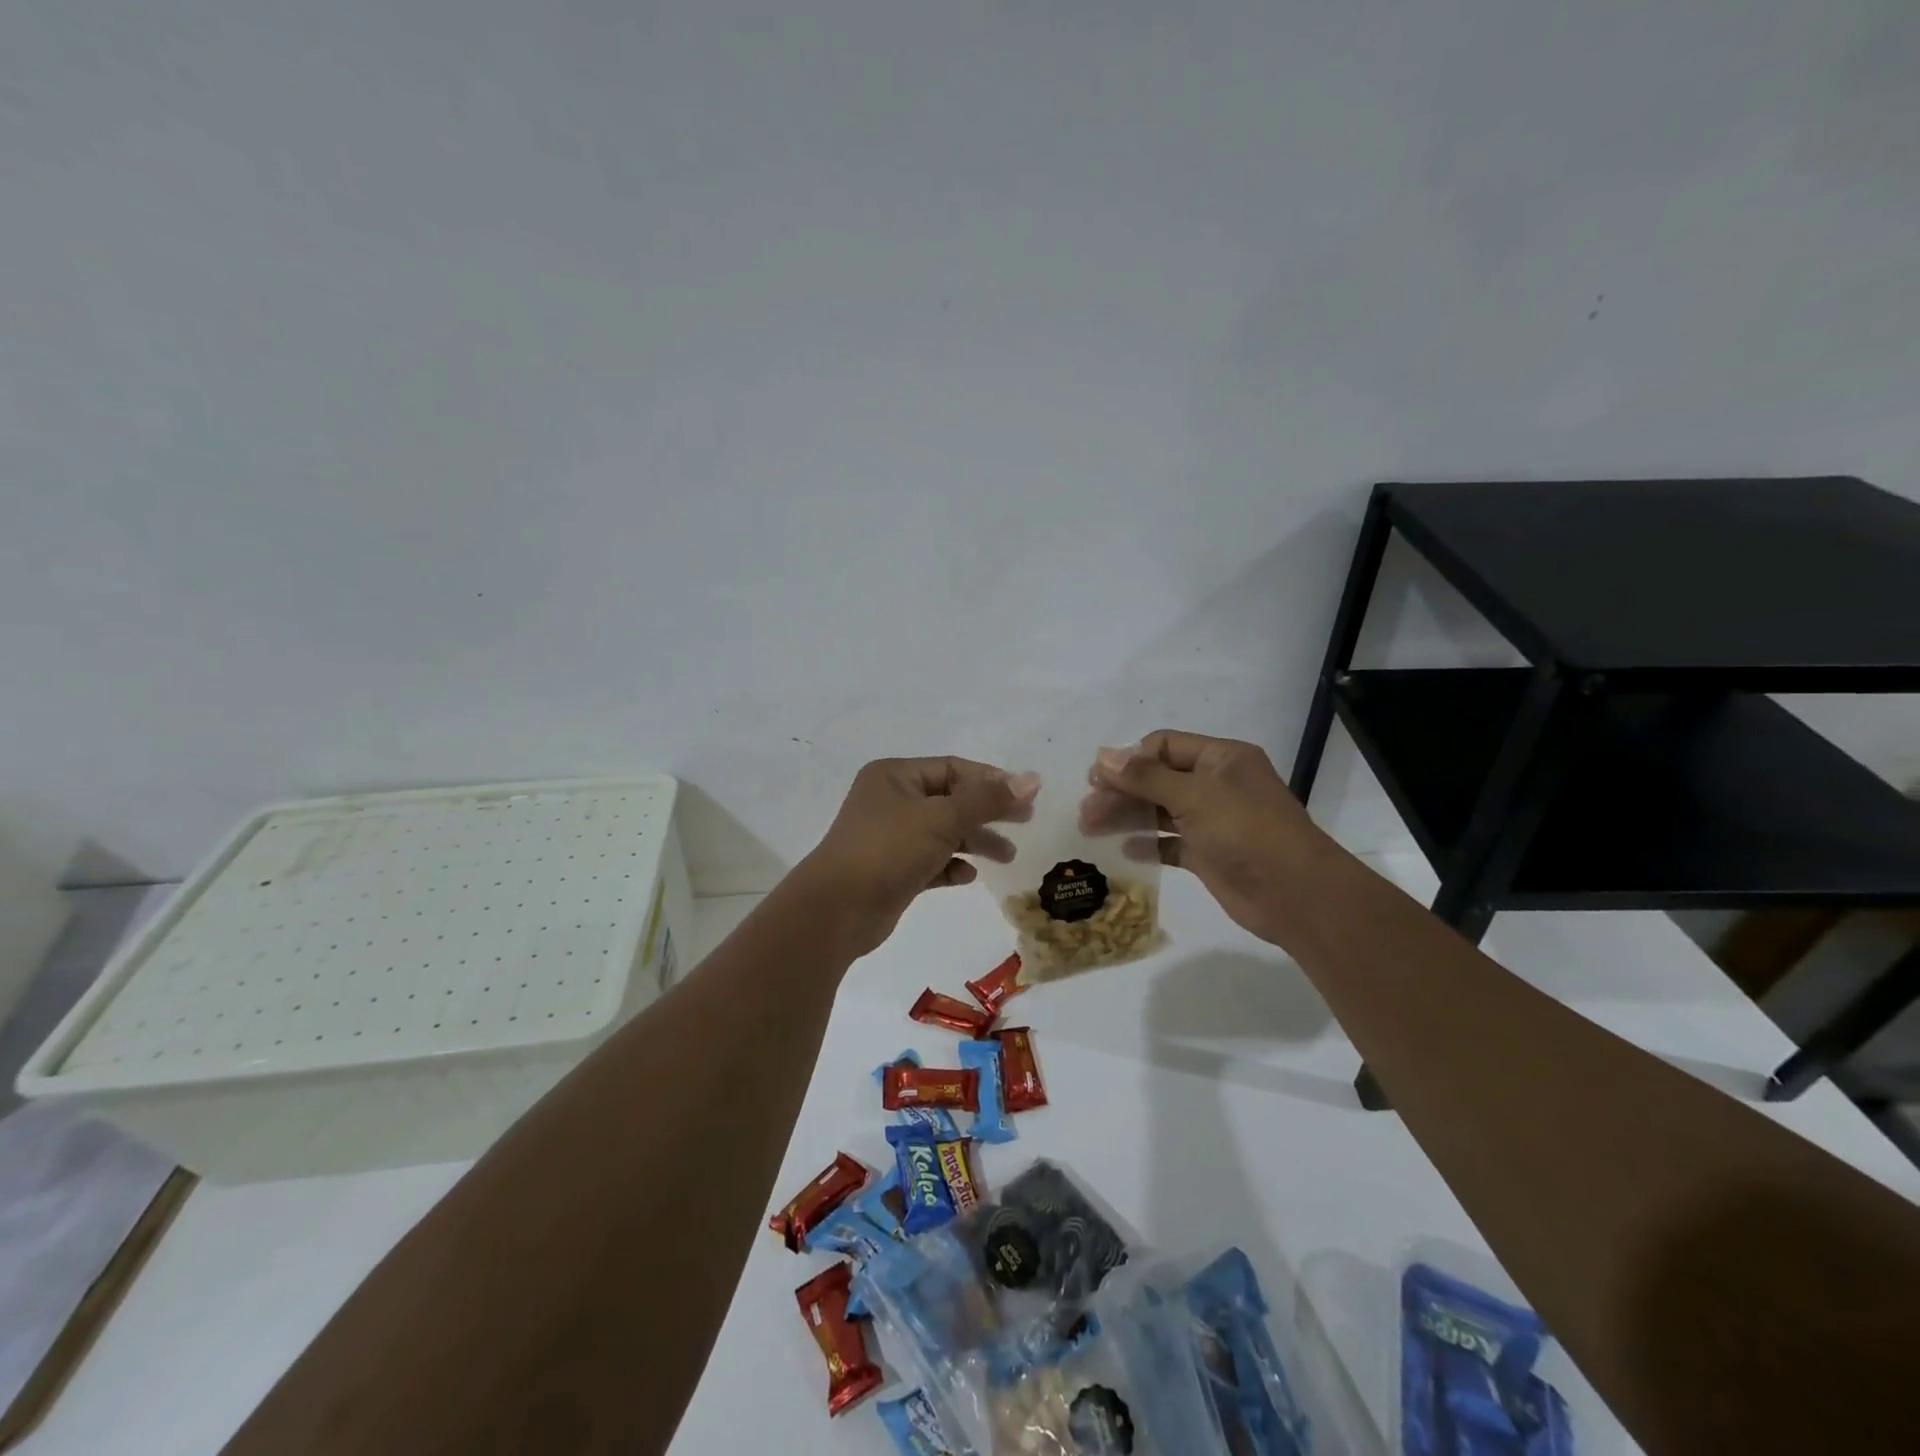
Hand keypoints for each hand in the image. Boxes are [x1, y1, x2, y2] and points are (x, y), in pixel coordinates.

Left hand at [796, 757, 1031, 957]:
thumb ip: (988, 799)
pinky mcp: (892, 871)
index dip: (990, 781)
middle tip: (1024, 823)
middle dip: (987, 812)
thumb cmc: (888, 850)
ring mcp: (889, 837)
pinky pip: (930, 861)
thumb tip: (1033, 779)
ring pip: (942, 832)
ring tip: (1007, 857)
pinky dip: (951, 865)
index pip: (952, 768)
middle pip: (950, 800)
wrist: (837, 910)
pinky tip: (967, 876)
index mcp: (895, 776)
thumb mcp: (942, 819)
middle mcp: (890, 801)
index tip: (1025, 799)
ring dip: (974, 841)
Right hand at [1088, 730, 1331, 945]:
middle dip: (1121, 791)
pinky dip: (1147, 843)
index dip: (1129, 759)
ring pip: (1160, 810)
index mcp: (1220, 758)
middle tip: (1087, 810)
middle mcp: (1216, 784)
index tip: (1097, 779)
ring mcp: (1212, 820)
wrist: (1294, 894)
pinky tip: (1123, 850)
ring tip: (1091, 828)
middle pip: (1157, 778)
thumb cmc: (1245, 831)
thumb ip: (1145, 777)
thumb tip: (1103, 756)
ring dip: (1127, 816)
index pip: (1164, 746)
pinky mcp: (1208, 854)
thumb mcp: (1193, 796)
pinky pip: (1169, 842)